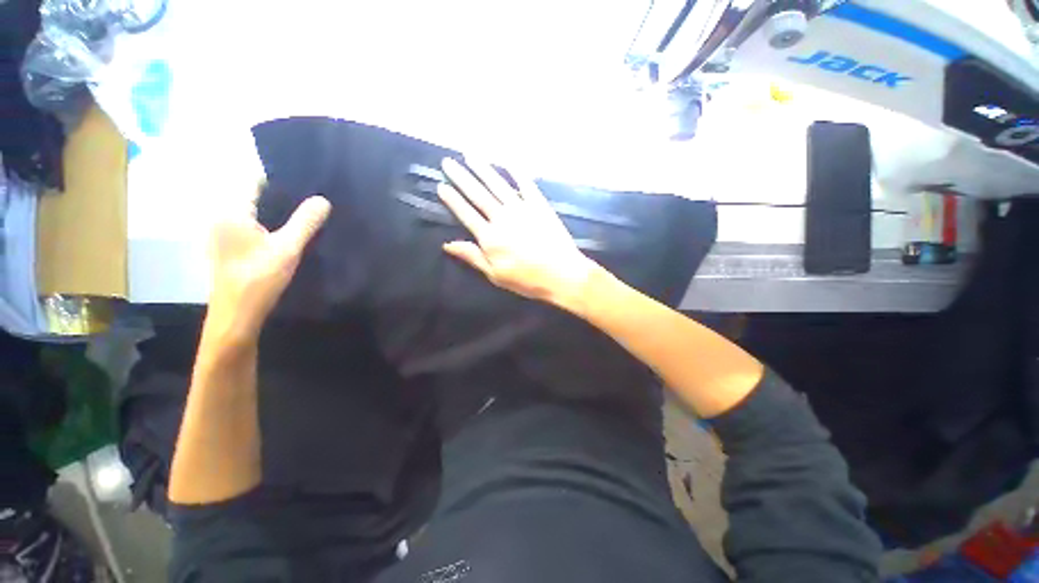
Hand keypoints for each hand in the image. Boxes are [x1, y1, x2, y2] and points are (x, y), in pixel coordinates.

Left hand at [206, 185, 330, 340]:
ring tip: (303, 214)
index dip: (280, 180)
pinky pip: (250, 225)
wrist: (237, 314)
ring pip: (252, 212)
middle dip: (281, 196)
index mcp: (231, 211)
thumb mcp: (288, 248)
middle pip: (253, 196)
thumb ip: (305, 222)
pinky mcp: (227, 247)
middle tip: (310, 199)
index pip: (254, 181)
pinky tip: (286, 233)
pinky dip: (267, 224)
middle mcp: (221, 217)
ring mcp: (222, 233)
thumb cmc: (259, 278)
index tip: (306, 183)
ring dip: (275, 212)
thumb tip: (323, 199)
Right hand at [438, 158, 597, 305]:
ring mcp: (522, 209)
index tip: (441, 185)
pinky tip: (508, 162)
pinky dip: (517, 172)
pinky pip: (526, 185)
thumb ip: (472, 257)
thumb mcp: (495, 275)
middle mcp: (502, 218)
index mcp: (490, 238)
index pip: (466, 213)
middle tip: (448, 162)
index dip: (452, 199)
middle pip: (478, 194)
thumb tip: (447, 244)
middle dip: (461, 177)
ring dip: (483, 169)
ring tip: (470, 155)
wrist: (562, 274)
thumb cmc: (527, 280)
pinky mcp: (540, 206)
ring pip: (498, 185)